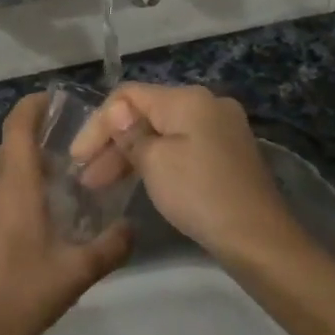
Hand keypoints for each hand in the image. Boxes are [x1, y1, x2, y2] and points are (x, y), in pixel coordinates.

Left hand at [0, 93, 132, 334]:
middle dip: (33, 146)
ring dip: (18, 176)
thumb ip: (111, 246)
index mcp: (14, 187)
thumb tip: (132, 228)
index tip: (50, 101)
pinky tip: (20, 228)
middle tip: (65, 160)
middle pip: (7, 150)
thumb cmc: (25, 296)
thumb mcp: (77, 273)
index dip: (31, 107)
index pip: (16, 127)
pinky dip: (2, 199)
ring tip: (47, 196)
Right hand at [69, 83, 303, 267]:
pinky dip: (155, 161)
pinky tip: (135, 181)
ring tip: (101, 184)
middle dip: (112, 143)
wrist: (257, 238)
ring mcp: (220, 128)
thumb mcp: (155, 163)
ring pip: (162, 132)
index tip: (77, 157)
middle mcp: (207, 104)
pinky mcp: (226, 153)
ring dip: (130, 154)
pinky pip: (180, 147)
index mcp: (188, 98)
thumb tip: (116, 111)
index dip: (98, 123)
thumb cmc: (199, 194)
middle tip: (86, 177)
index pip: (128, 96)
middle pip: (146, 113)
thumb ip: (129, 133)